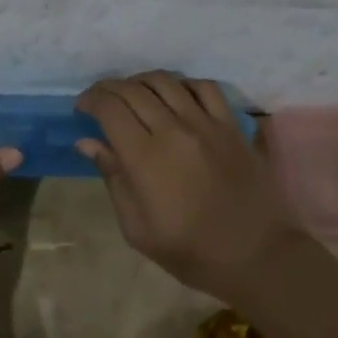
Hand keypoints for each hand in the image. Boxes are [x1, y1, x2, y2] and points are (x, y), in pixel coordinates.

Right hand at [76, 71, 291, 303]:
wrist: (256, 256)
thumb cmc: (189, 250)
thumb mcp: (137, 227)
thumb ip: (112, 177)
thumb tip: (87, 142)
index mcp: (145, 157)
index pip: (110, 108)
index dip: (90, 100)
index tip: (81, 108)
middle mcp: (174, 130)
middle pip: (133, 89)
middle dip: (108, 88)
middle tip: (100, 100)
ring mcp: (206, 124)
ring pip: (166, 81)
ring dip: (141, 81)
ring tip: (133, 93)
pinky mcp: (231, 125)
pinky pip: (204, 87)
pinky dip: (183, 84)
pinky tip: (175, 96)